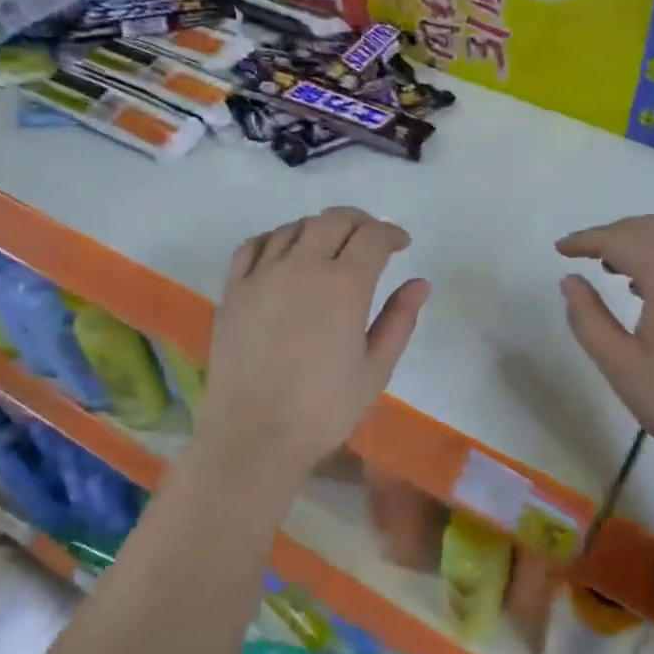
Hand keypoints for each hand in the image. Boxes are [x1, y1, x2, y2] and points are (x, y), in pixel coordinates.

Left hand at [198, 208, 429, 482]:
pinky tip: (284, 252)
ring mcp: (262, 275)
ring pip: (294, 228)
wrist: (254, 433)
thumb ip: (399, 320)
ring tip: (330, 246)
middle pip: (333, 220)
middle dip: (359, 221)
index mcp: (345, 284)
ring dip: (319, 228)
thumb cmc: (324, 408)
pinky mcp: (233, 290)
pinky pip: (253, 246)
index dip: (391, 233)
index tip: (401, 244)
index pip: (373, 237)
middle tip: (371, 237)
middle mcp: (302, 266)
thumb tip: (419, 284)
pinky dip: (276, 238)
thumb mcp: (376, 369)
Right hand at [558, 215, 653, 484]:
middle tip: (579, 254)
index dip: (586, 240)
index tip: (559, 249)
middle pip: (650, 229)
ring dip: (637, 241)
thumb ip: (587, 318)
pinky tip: (646, 284)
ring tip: (607, 266)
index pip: (622, 241)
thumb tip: (570, 280)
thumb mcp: (620, 366)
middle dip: (610, 234)